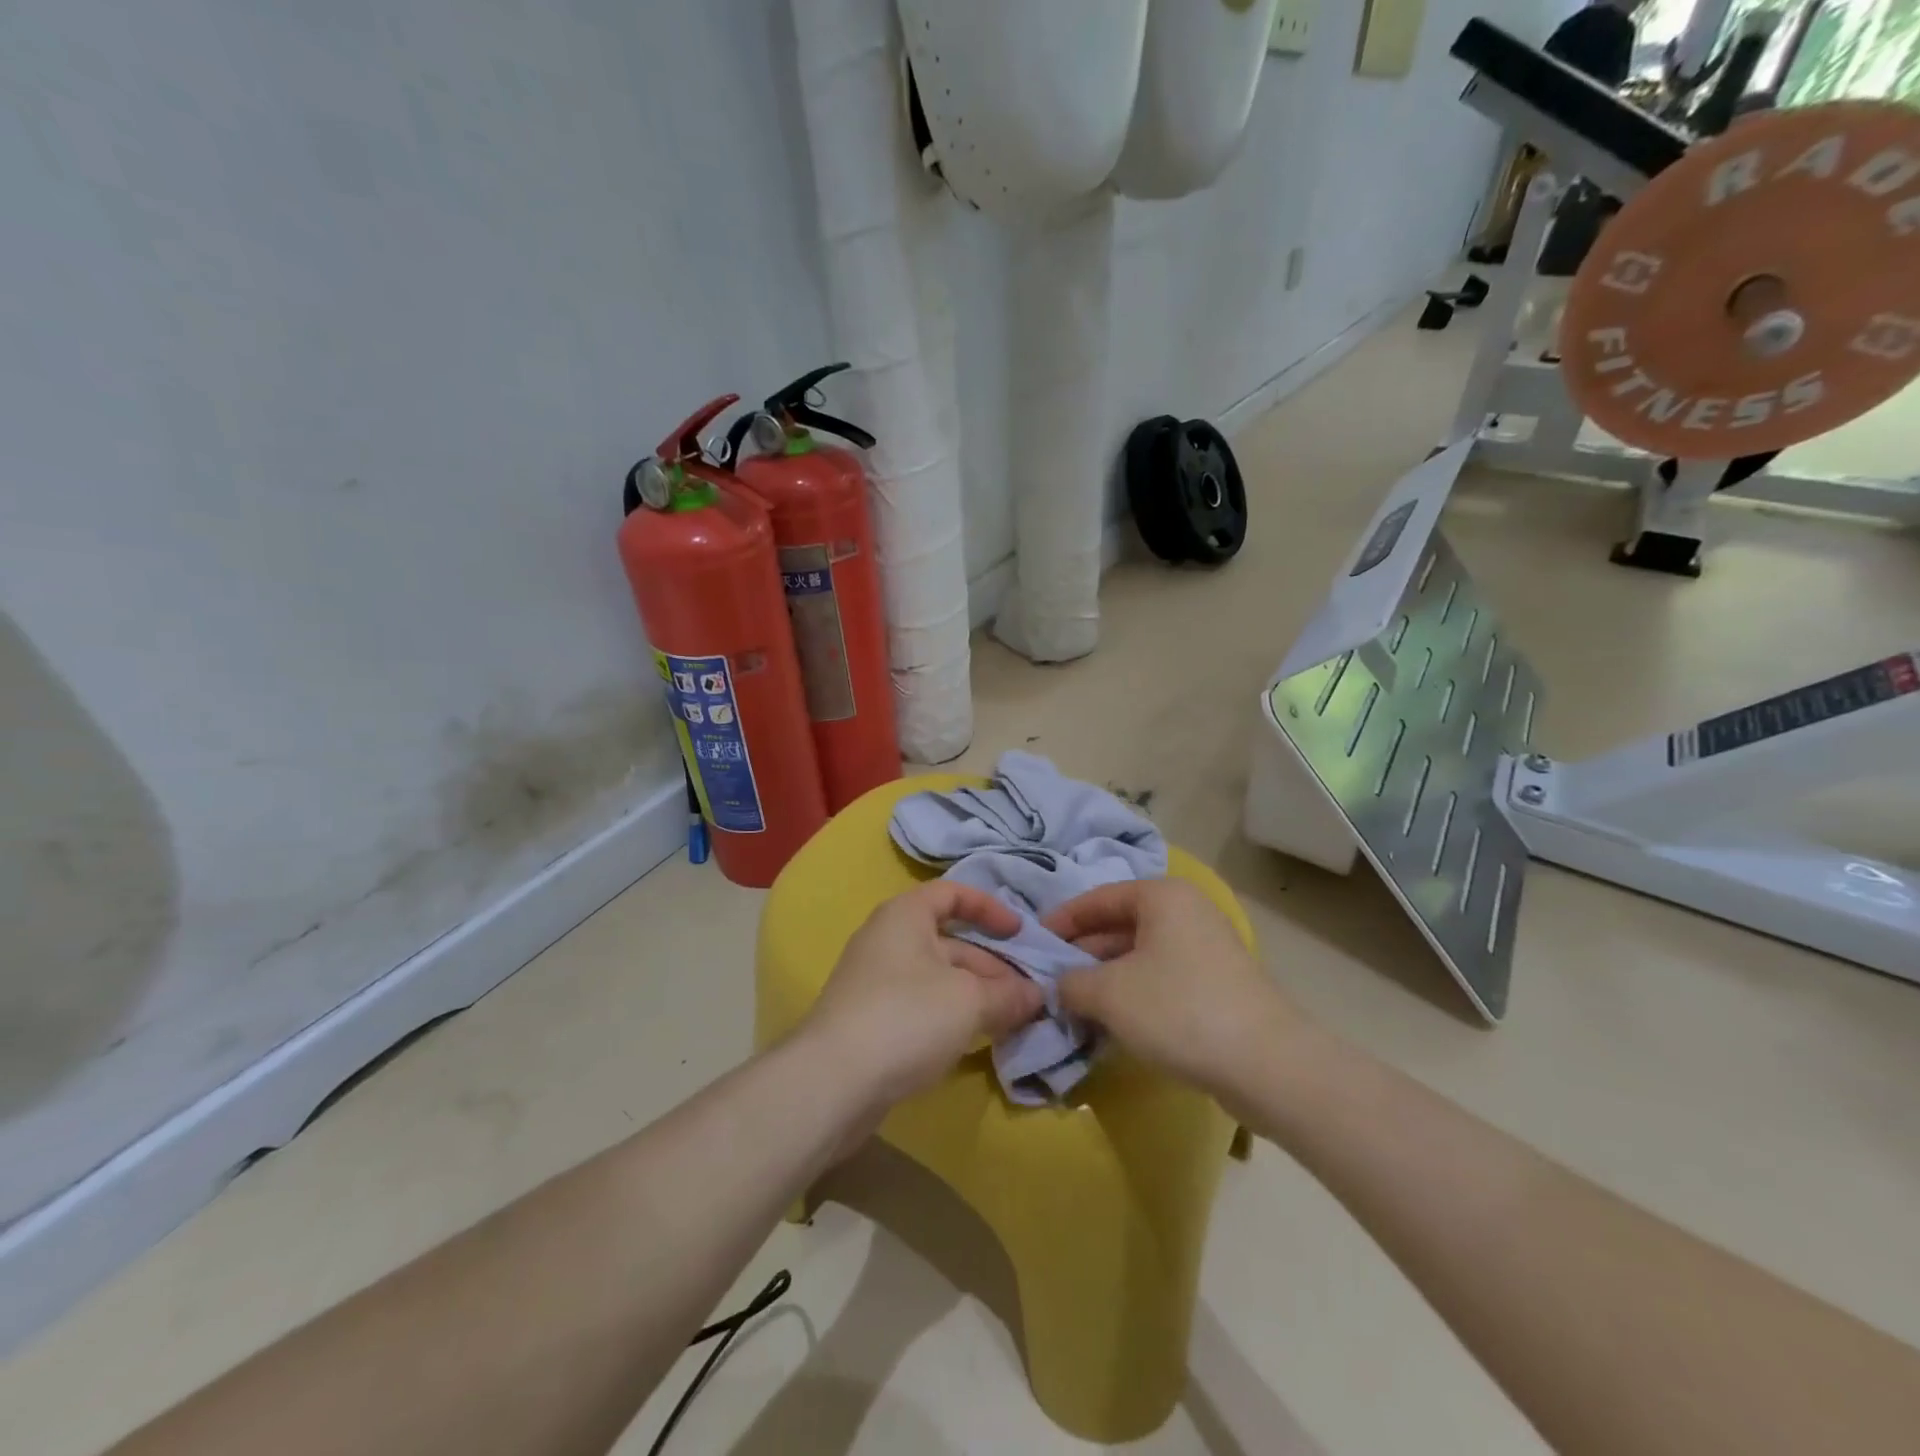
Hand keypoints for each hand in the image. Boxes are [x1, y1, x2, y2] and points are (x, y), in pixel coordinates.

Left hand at [803, 881, 1045, 1110]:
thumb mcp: (969, 1001)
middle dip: (992, 965)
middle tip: (1028, 994)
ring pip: (938, 977)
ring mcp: (876, 981)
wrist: (833, 1081)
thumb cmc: (906, 1017)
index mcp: (905, 915)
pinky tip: (976, 1040)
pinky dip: (952, 1015)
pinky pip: (922, 1005)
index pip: (952, 893)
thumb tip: (1037, 996)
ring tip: (1012, 1020)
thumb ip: (1008, 995)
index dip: (990, 908)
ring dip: (976, 994)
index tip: (1020, 933)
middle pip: (950, 941)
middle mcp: (887, 939)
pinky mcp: (872, 1020)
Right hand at [1042, 878, 1303, 1106]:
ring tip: (1075, 1005)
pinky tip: (1113, 1022)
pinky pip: (1162, 978)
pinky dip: (1134, 994)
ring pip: (1140, 955)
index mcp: (1162, 896)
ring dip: (1106, 979)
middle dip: (1082, 954)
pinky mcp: (1218, 984)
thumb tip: (1061, 986)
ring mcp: (1206, 948)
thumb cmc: (1179, 1010)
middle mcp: (1186, 911)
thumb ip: (1071, 982)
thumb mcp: (1109, 994)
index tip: (1033, 945)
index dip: (1062, 921)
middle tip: (1049, 981)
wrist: (1267, 1064)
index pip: (1097, 899)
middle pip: (1119, 926)